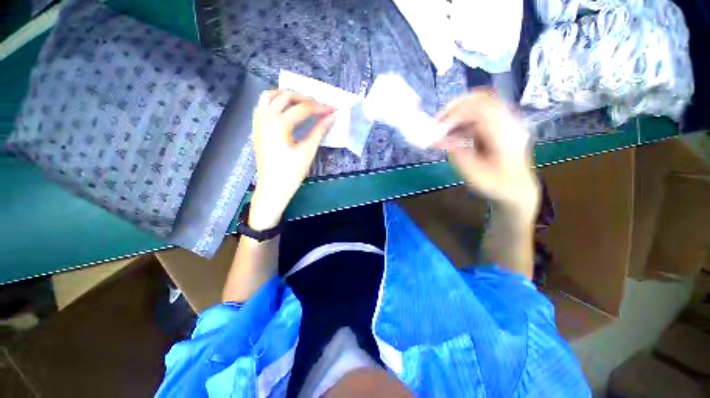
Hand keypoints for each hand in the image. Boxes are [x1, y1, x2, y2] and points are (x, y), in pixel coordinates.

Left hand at [248, 90, 335, 229]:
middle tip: (319, 105)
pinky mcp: (257, 128)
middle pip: (285, 97)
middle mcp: (266, 118)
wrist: (273, 188)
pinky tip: (285, 109)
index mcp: (279, 125)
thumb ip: (319, 131)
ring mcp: (258, 122)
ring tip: (302, 102)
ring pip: (269, 97)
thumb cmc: (291, 173)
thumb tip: (332, 117)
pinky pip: (262, 106)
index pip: (303, 109)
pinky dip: (274, 102)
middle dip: (305, 98)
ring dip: (286, 95)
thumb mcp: (307, 151)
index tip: (333, 109)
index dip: (320, 108)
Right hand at [435, 89, 539, 219]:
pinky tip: (450, 135)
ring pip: (478, 105)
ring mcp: (504, 122)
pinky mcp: (497, 127)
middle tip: (436, 122)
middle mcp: (507, 122)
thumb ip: (458, 155)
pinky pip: (477, 116)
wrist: (518, 189)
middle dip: (454, 107)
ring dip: (456, 115)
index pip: (479, 110)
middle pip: (480, 98)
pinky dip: (461, 123)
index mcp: (505, 134)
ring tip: (440, 131)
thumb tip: (442, 140)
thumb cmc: (498, 185)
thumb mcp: (475, 176)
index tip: (436, 128)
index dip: (454, 115)